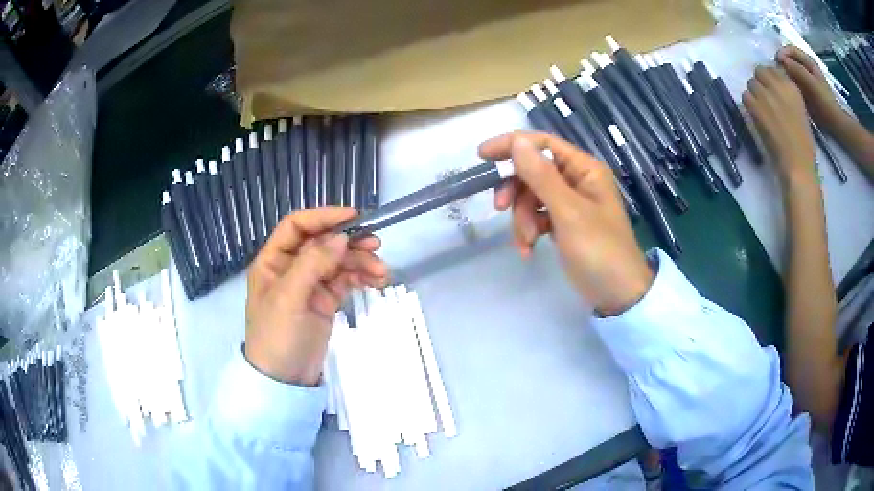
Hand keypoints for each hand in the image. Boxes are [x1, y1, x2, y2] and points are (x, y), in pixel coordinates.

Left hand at [245, 208, 388, 385]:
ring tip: (381, 272)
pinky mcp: (325, 300)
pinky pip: (345, 279)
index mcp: (274, 260)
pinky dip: (361, 277)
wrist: (285, 380)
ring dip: (360, 261)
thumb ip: (313, 264)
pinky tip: (376, 280)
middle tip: (376, 244)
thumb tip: (341, 237)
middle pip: (323, 242)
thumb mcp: (289, 298)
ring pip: (338, 261)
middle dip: (349, 242)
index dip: (323, 217)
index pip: (297, 226)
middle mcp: (291, 267)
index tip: (353, 217)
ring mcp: (310, 284)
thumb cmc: (277, 336)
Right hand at [479, 132, 652, 315]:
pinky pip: (537, 217)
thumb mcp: (568, 212)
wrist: (617, 294)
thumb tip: (517, 141)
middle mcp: (577, 181)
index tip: (483, 156)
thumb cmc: (599, 250)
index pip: (544, 144)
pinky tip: (529, 249)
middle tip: (499, 208)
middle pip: (534, 171)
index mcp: (584, 169)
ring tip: (526, 241)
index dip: (513, 145)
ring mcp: (570, 204)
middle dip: (516, 191)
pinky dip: (529, 231)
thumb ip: (542, 176)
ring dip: (522, 218)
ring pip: (531, 197)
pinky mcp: (564, 225)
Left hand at [742, 66, 815, 183]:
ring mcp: (766, 95)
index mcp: (792, 87)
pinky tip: (755, 115)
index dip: (770, 78)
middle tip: (763, 98)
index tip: (771, 89)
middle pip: (759, 72)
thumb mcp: (800, 111)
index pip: (773, 69)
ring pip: (751, 83)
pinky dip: (748, 104)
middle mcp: (778, 86)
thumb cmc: (804, 145)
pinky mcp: (756, 107)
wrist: (797, 164)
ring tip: (760, 108)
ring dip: (754, 93)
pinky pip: (745, 96)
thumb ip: (788, 96)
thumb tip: (776, 88)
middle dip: (760, 82)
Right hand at [776, 46, 843, 127]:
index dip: (782, 53)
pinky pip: (794, 84)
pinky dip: (788, 85)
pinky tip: (786, 92)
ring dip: (785, 75)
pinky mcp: (805, 91)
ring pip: (791, 72)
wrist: (835, 124)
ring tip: (780, 83)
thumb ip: (798, 70)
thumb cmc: (825, 102)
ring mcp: (806, 80)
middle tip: (777, 74)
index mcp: (808, 62)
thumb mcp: (812, 84)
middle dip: (783, 64)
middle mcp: (806, 68)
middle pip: (790, 60)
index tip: (777, 62)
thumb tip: (781, 60)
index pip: (791, 49)